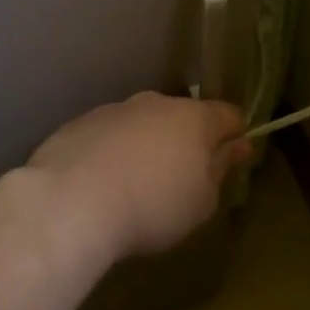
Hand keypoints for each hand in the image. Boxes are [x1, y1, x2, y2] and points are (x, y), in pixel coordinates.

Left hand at [27, 93, 251, 271]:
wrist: (72, 203)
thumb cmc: (153, 206)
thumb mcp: (202, 201)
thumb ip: (221, 169)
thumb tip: (237, 147)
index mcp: (195, 118)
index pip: (229, 115)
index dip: (236, 135)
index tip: (234, 159)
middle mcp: (156, 103)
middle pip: (183, 116)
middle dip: (188, 140)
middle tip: (183, 178)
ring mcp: (115, 110)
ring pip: (143, 123)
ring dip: (148, 145)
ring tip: (137, 184)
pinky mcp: (79, 124)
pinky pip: (109, 135)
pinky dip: (113, 152)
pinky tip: (103, 184)